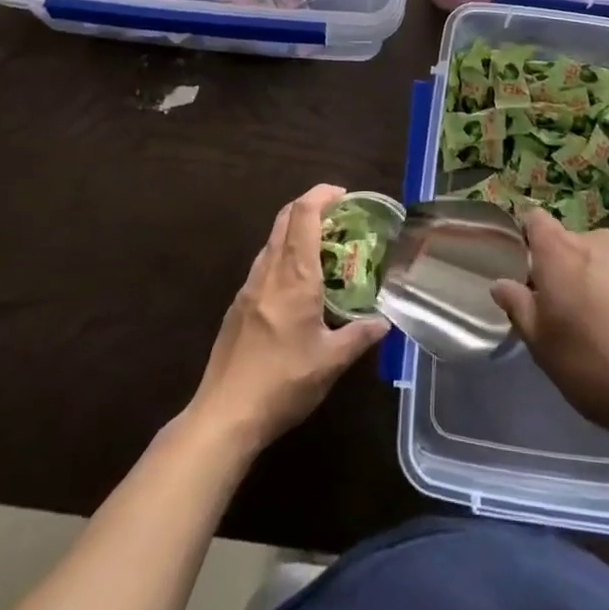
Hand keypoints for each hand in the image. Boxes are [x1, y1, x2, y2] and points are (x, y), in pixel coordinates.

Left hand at [188, 184, 387, 453]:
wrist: (224, 414)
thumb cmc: (283, 383)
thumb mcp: (331, 363)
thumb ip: (359, 336)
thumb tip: (384, 322)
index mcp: (294, 276)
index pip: (303, 214)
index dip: (321, 194)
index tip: (343, 195)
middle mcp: (269, 271)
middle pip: (285, 218)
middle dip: (310, 206)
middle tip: (339, 217)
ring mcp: (248, 286)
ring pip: (272, 240)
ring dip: (296, 231)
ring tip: (323, 249)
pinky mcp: (237, 304)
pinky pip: (264, 263)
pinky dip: (284, 255)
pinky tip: (298, 284)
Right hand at [490, 211, 608, 452]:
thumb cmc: (600, 372)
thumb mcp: (545, 349)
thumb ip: (520, 309)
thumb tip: (502, 283)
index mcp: (562, 253)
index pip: (535, 220)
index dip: (529, 238)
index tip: (530, 269)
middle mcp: (602, 243)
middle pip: (575, 244)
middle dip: (569, 269)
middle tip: (571, 313)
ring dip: (606, 284)